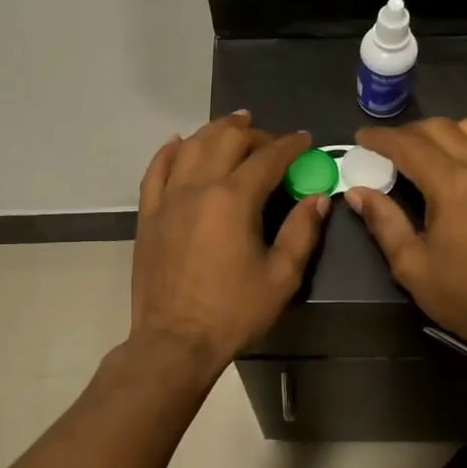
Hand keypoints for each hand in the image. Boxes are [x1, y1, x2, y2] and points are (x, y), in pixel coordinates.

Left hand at [131, 112, 328, 374]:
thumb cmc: (233, 312)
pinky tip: (179, 142)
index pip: (267, 157)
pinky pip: (156, 170)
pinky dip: (169, 151)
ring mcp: (167, 199)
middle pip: (227, 139)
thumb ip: (301, 232)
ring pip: (190, 146)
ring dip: (215, 131)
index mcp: (233, 199)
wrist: (174, 342)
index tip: (306, 141)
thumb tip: (318, 199)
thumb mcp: (281, 277)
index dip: (291, 145)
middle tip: (273, 141)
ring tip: (234, 125)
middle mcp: (198, 187)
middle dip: (254, 133)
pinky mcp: (148, 215)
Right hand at [346, 117, 466, 365]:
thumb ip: (384, 222)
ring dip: (449, 133)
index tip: (362, 138)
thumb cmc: (465, 298)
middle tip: (389, 148)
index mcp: (453, 186)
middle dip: (409, 132)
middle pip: (442, 129)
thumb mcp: (411, 266)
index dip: (381, 138)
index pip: (409, 146)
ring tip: (433, 152)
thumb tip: (358, 191)